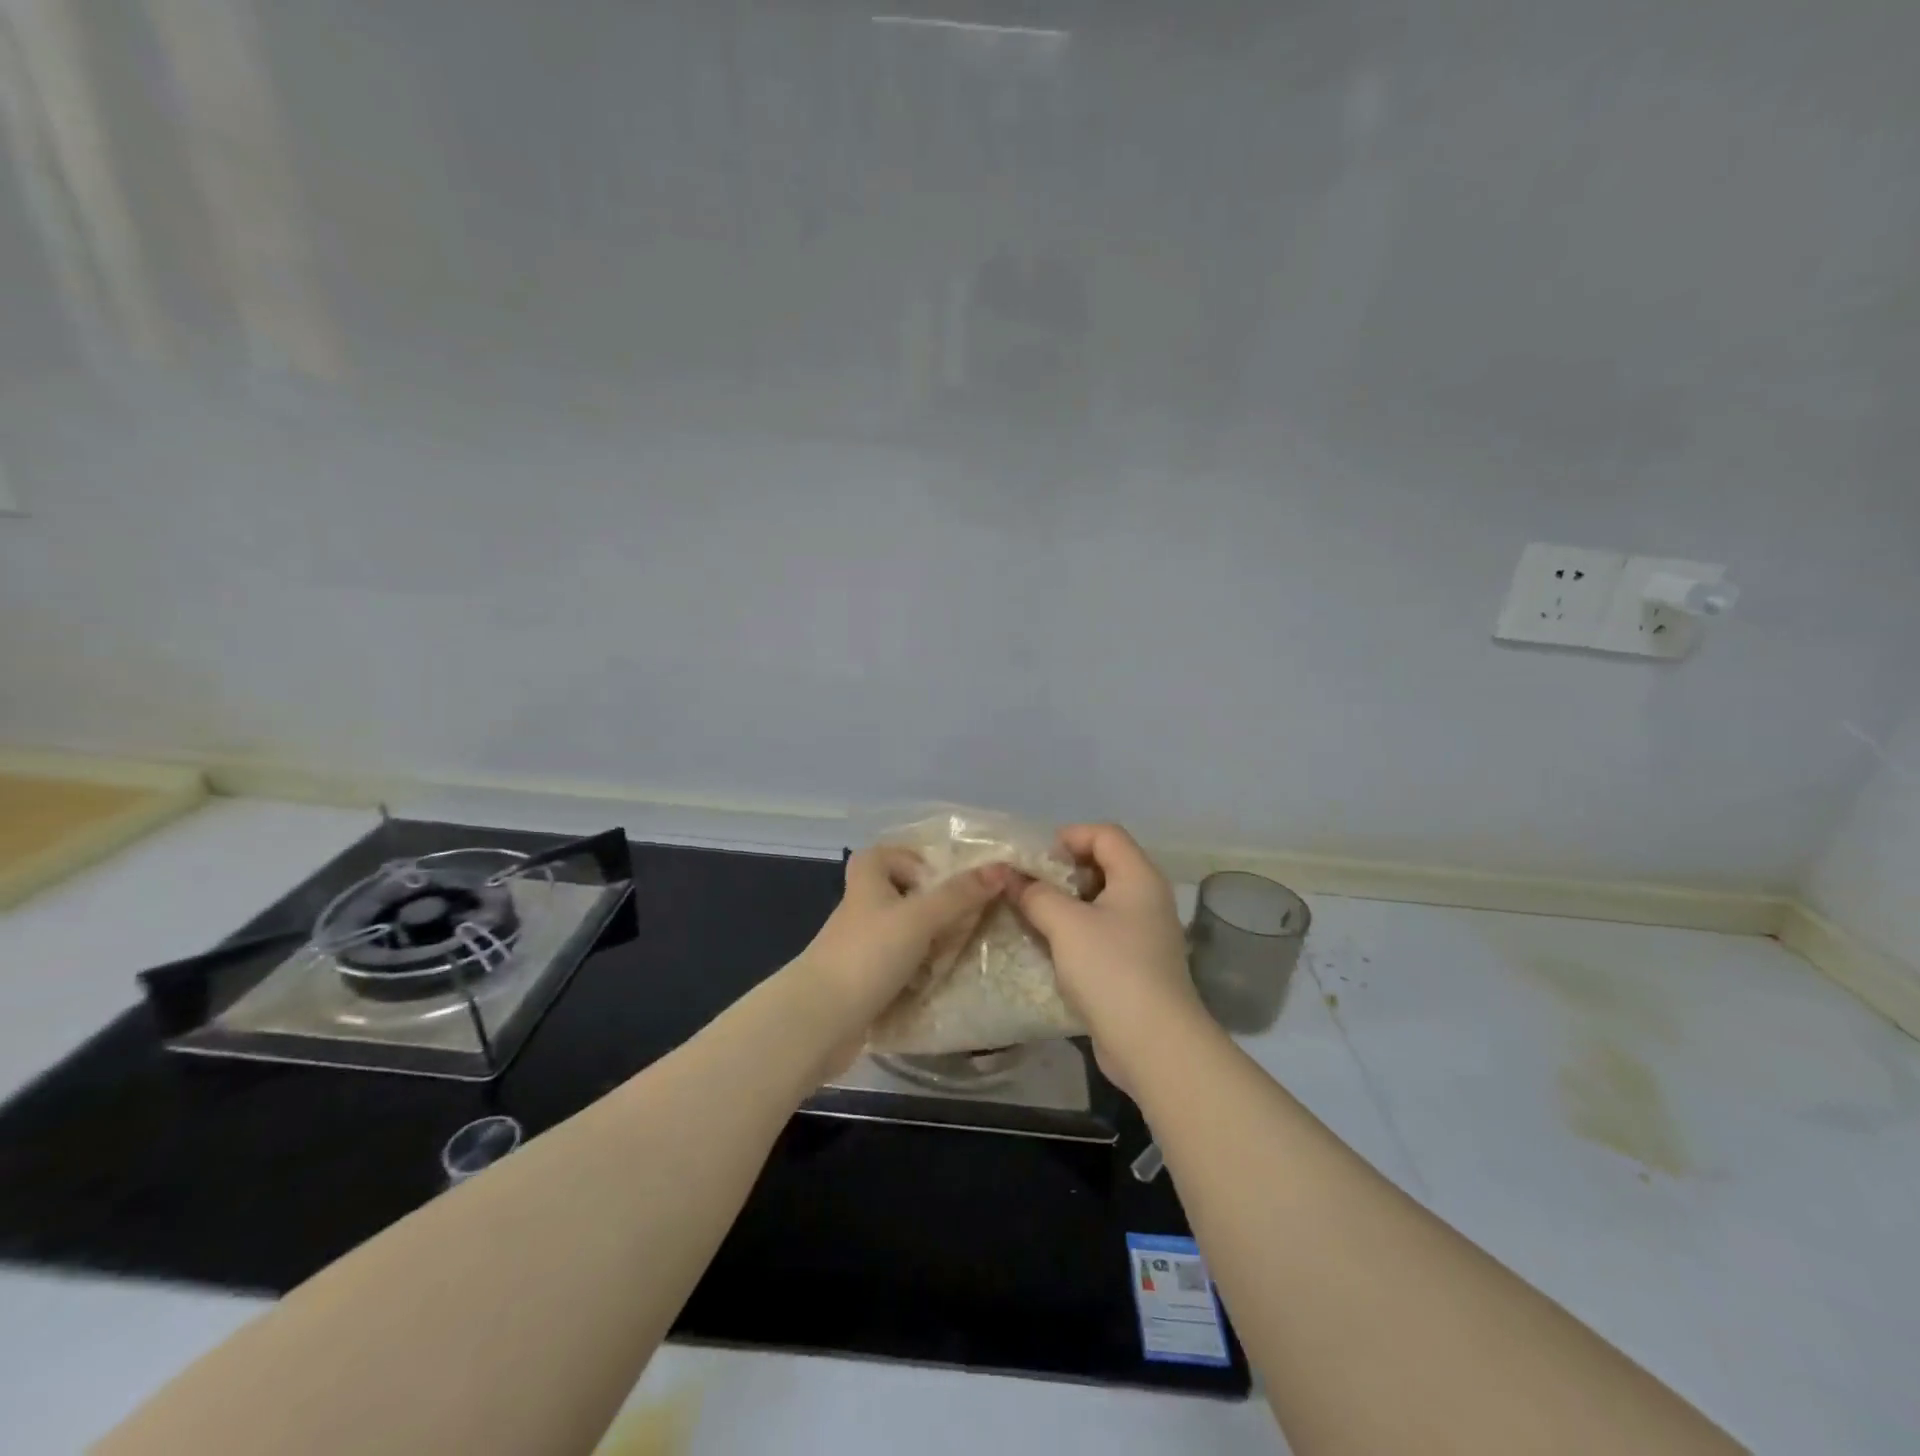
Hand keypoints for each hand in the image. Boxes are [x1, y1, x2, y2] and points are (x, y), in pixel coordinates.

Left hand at [793, 847, 1011, 1056]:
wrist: (819, 1019)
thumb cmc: (869, 954)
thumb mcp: (920, 917)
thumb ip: (959, 894)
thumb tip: (1001, 868)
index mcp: (867, 881)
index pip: (887, 854)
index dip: (914, 861)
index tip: (943, 880)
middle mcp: (861, 909)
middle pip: (901, 895)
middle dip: (933, 909)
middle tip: (960, 921)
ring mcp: (859, 947)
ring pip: (902, 933)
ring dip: (928, 944)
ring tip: (952, 954)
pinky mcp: (862, 980)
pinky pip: (897, 967)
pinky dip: (916, 973)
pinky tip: (933, 983)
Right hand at [1014, 824, 1211, 1093]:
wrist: (1153, 1043)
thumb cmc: (1111, 969)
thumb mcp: (1065, 924)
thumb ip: (1035, 894)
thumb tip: (1009, 876)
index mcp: (1138, 876)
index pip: (1105, 833)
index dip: (1069, 836)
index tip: (1035, 859)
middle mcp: (1147, 897)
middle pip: (1103, 864)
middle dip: (1062, 871)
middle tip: (1028, 887)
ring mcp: (1144, 933)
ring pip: (1100, 902)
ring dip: (1065, 904)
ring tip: (1031, 916)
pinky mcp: (1136, 964)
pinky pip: (1102, 932)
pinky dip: (1076, 932)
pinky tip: (1049, 948)